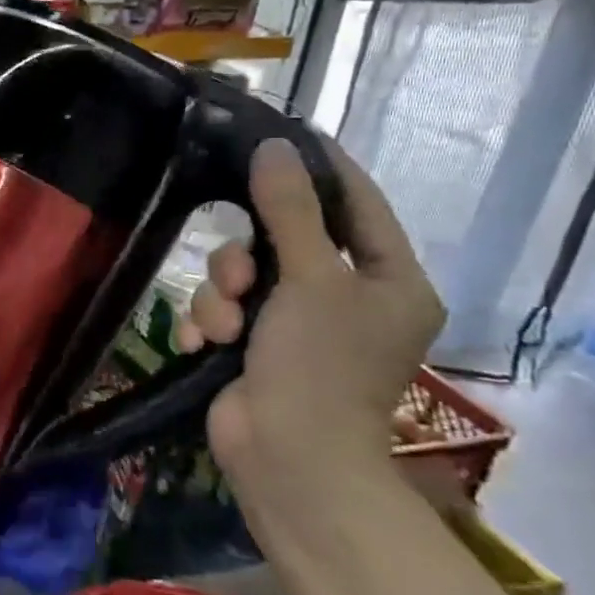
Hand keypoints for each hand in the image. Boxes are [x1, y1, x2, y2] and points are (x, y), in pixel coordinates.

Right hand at [176, 137, 444, 498]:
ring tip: (223, 326)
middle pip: (285, 239)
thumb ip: (292, 211)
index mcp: (389, 282)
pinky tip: (204, 345)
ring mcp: (295, 326)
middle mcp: (346, 299)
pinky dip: (209, 324)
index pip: (359, 205)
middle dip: (249, 256)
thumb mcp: (311, 280)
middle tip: (238, 276)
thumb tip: (276, 147)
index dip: (323, 170)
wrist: (285, 458)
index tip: (283, 135)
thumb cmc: (320, 367)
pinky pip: (221, 309)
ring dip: (222, 296)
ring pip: (241, 275)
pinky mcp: (252, 347)